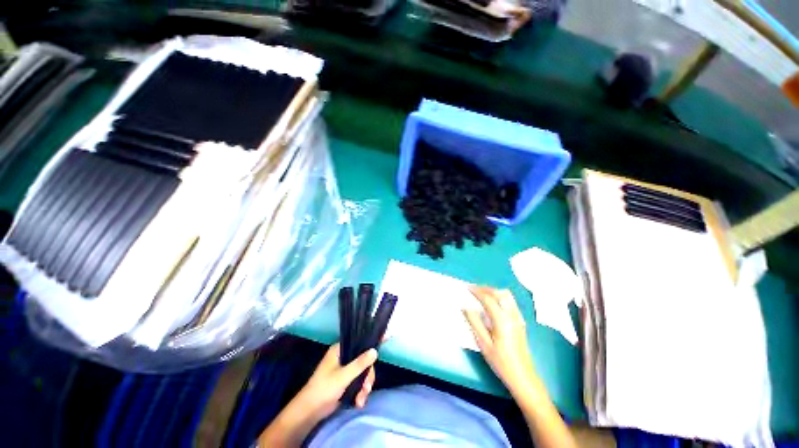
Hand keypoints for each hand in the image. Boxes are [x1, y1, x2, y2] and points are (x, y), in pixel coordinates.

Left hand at [299, 343, 376, 413]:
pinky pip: (359, 382)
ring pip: (363, 372)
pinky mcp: (346, 381)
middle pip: (364, 360)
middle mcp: (344, 357)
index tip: (386, 338)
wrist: (310, 411)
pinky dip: (361, 392)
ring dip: (364, 387)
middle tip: (367, 388)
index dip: (371, 342)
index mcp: (340, 349)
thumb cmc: (324, 388)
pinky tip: (359, 402)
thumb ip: (359, 364)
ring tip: (361, 399)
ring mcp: (345, 369)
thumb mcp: (343, 376)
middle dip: (367, 376)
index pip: (359, 341)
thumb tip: (375, 351)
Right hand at [464, 286, 537, 397]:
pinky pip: (511, 302)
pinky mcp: (521, 321)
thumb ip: (474, 322)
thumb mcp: (483, 343)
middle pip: (500, 293)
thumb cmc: (501, 361)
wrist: (522, 376)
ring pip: (507, 296)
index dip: (477, 291)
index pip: (488, 299)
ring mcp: (518, 318)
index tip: (467, 288)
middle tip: (474, 290)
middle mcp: (512, 315)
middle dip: (486, 289)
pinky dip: (500, 297)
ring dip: (494, 291)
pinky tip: (493, 304)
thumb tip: (465, 306)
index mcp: (502, 320)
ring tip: (482, 295)